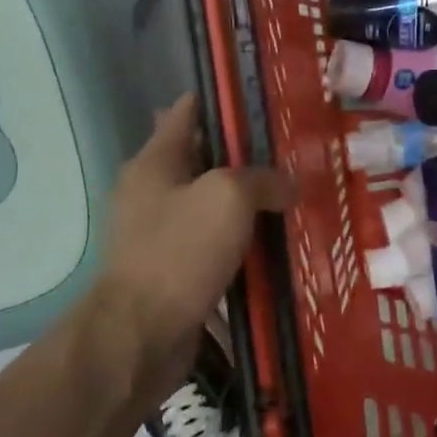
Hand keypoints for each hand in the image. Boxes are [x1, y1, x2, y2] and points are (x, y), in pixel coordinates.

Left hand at [97, 95, 294, 402]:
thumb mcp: (228, 198)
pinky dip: (243, 244)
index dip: (224, 102)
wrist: (141, 336)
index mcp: (155, 161)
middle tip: (294, 154)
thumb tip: (288, 185)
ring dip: (249, 205)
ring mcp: (162, 234)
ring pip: (214, 207)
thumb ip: (263, 180)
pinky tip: (278, 246)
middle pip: (205, 160)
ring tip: (295, 198)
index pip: (188, 111)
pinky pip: (216, 247)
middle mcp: (153, 192)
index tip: (265, 100)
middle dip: (247, 157)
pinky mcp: (175, 272)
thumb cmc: (179, 251)